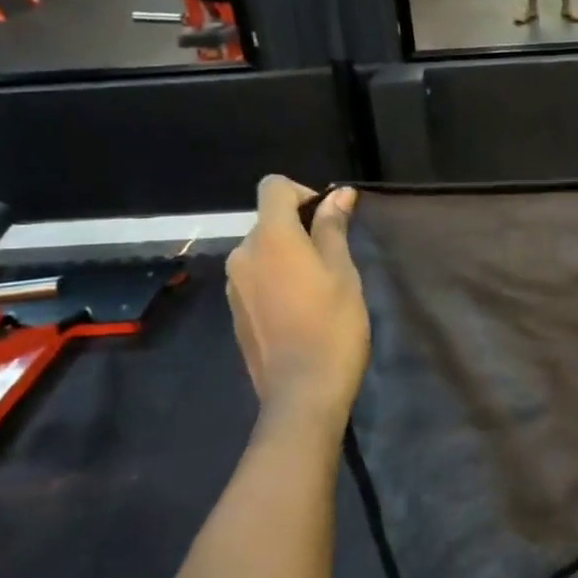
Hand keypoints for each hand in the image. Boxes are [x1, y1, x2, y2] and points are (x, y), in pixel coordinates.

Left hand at [225, 176, 368, 428]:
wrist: (302, 391)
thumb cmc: (332, 325)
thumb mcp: (342, 271)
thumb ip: (333, 228)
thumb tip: (337, 193)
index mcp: (270, 237)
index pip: (274, 186)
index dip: (303, 192)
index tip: (329, 221)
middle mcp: (242, 254)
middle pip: (268, 221)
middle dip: (299, 229)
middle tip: (334, 259)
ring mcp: (234, 285)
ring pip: (262, 252)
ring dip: (287, 257)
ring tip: (319, 289)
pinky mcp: (235, 312)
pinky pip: (255, 279)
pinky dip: (276, 281)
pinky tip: (300, 311)